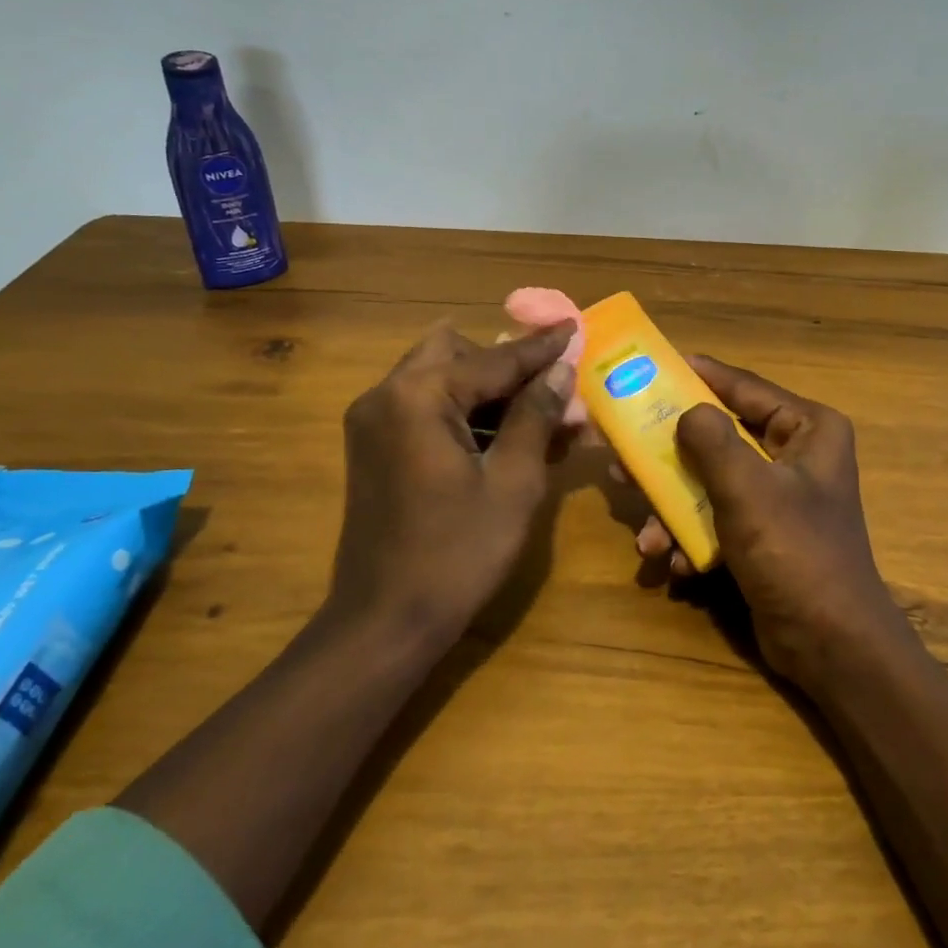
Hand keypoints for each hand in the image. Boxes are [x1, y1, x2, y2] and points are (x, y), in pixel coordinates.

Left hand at [328, 320, 576, 645]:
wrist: (385, 622)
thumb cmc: (458, 553)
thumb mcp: (513, 482)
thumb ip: (536, 415)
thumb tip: (560, 369)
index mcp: (418, 396)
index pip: (494, 359)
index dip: (540, 347)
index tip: (575, 326)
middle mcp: (386, 395)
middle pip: (457, 354)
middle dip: (506, 365)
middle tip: (550, 387)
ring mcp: (373, 421)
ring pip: (440, 379)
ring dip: (488, 390)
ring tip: (538, 417)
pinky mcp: (373, 447)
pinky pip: (425, 408)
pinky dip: (464, 413)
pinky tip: (503, 438)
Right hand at [643, 356, 907, 687]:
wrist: (830, 646)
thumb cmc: (795, 554)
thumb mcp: (749, 490)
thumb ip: (712, 442)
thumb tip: (687, 410)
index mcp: (808, 429)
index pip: (745, 387)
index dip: (699, 375)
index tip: (654, 366)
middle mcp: (795, 455)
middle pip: (720, 436)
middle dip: (672, 453)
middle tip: (625, 451)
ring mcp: (778, 497)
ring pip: (711, 482)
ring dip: (674, 507)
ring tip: (643, 531)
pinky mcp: (763, 534)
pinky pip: (717, 519)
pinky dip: (691, 538)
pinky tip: (671, 563)